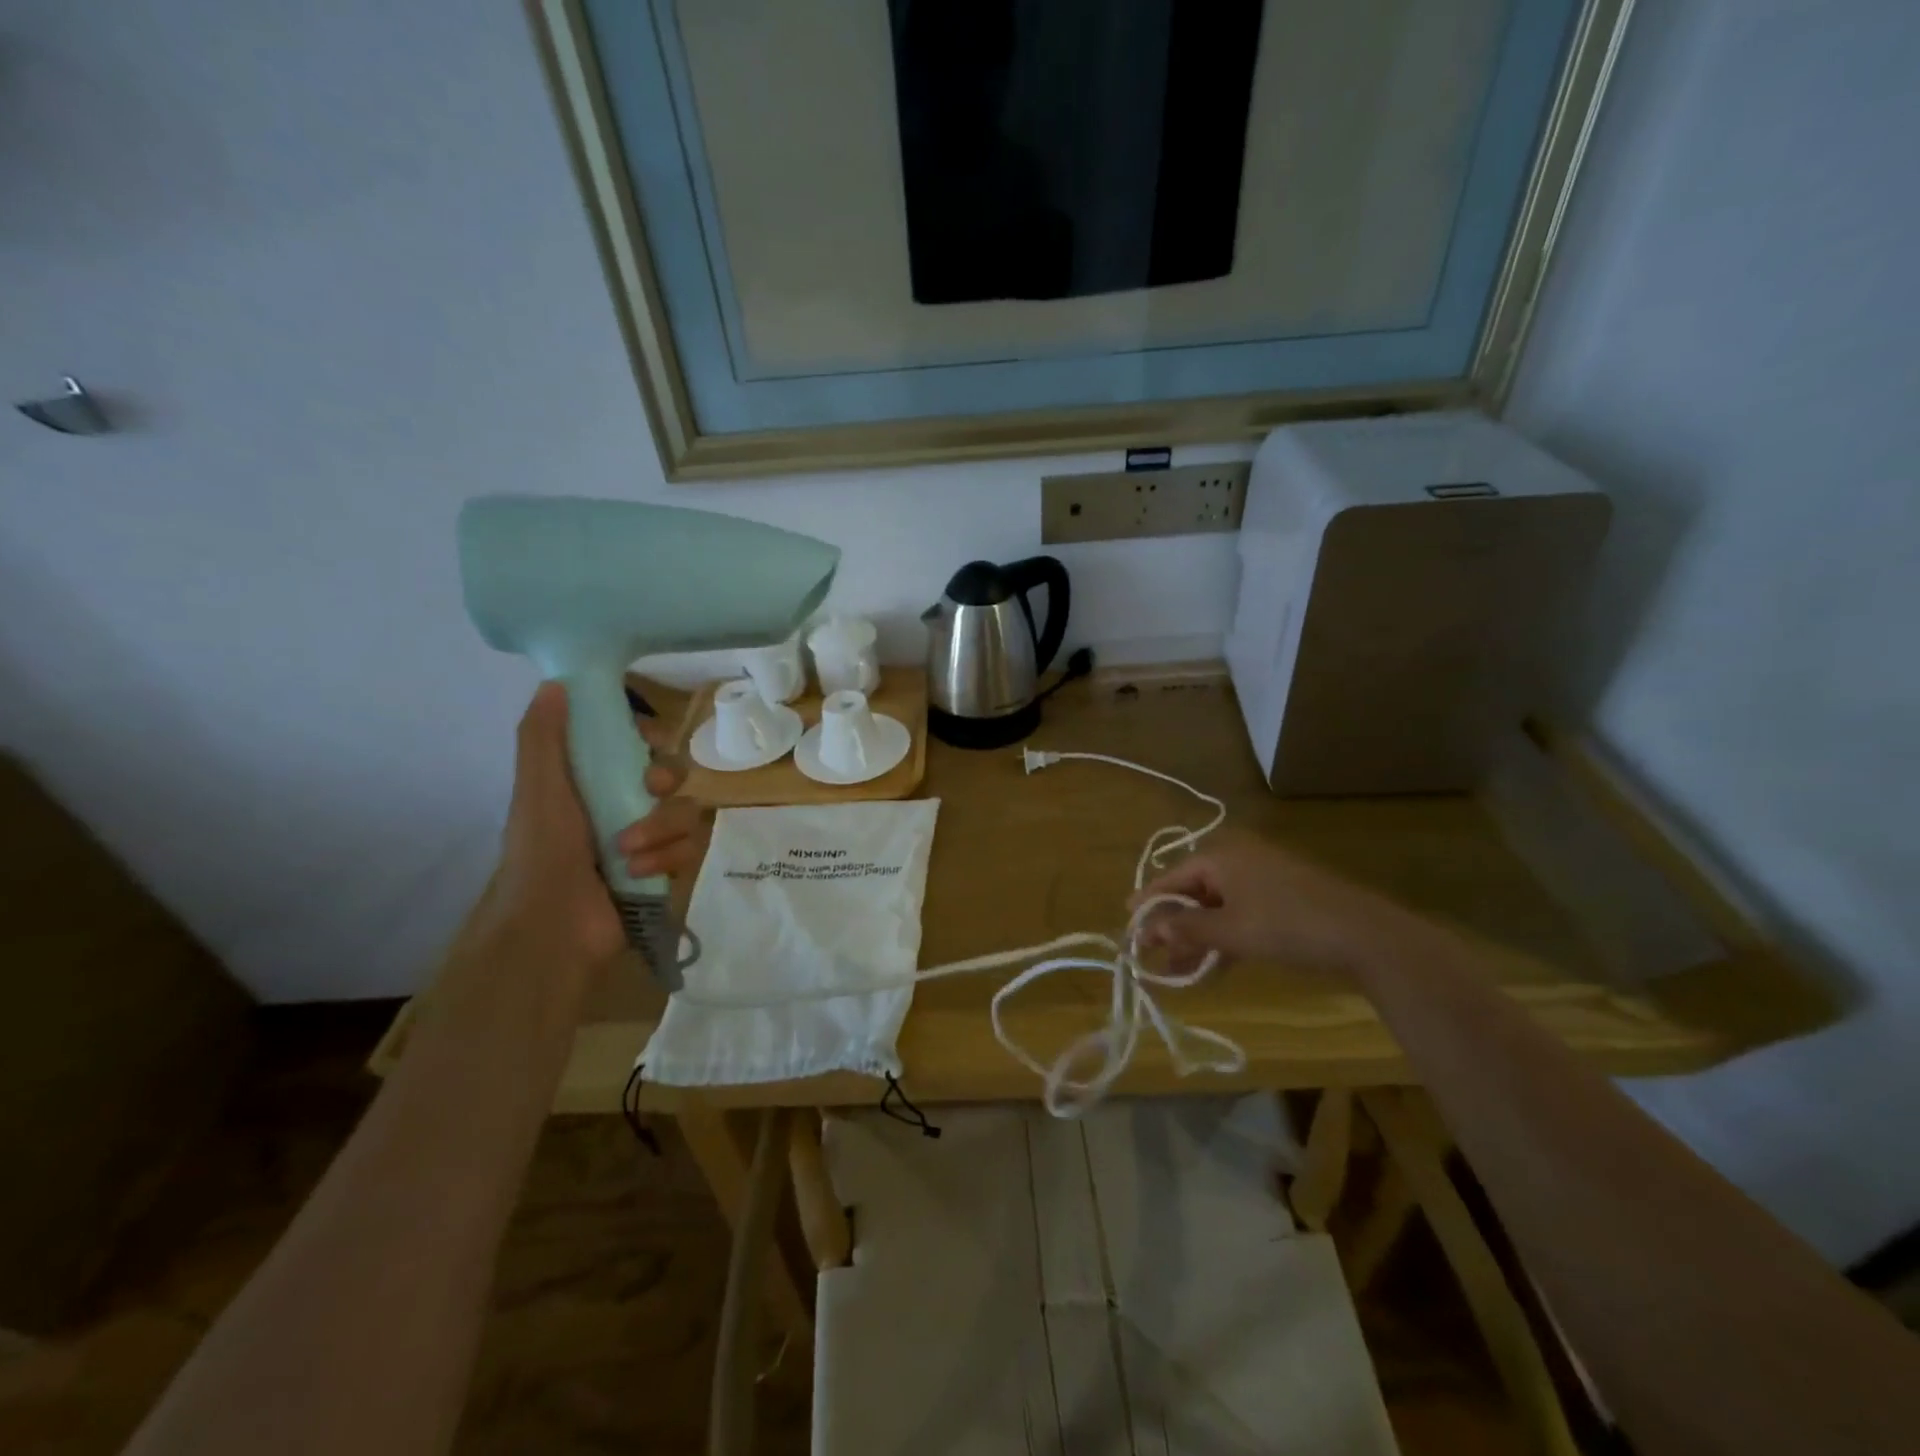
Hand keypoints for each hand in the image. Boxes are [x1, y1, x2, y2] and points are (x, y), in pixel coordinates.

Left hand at [495, 682, 705, 964]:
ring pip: (686, 811)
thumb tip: (555, 682)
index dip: (651, 737)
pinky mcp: (665, 869)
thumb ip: (544, 736)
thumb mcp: (538, 787)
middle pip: (673, 774)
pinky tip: (638, 872)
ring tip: (627, 851)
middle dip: (665, 780)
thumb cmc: (542, 850)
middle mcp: (623, 804)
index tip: (649, 739)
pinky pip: (689, 848)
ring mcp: (648, 838)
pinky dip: (665, 858)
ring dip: (659, 827)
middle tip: (649, 790)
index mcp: (593, 780)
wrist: (551, 924)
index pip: (637, 743)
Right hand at [1129, 831, 1410, 975]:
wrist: (1364, 934)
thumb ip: (1186, 929)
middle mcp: (1237, 859)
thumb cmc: (1286, 925)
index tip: (1128, 930)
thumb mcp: (1230, 931)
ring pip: (1216, 907)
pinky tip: (1214, 965)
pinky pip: (1239, 914)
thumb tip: (1149, 929)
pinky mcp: (1281, 897)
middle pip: (1192, 892)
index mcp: (1220, 856)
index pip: (1171, 878)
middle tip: (1152, 955)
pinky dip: (1224, 936)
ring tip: (1178, 969)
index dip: (1148, 906)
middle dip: (1173, 926)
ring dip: (1197, 937)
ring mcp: (1262, 877)